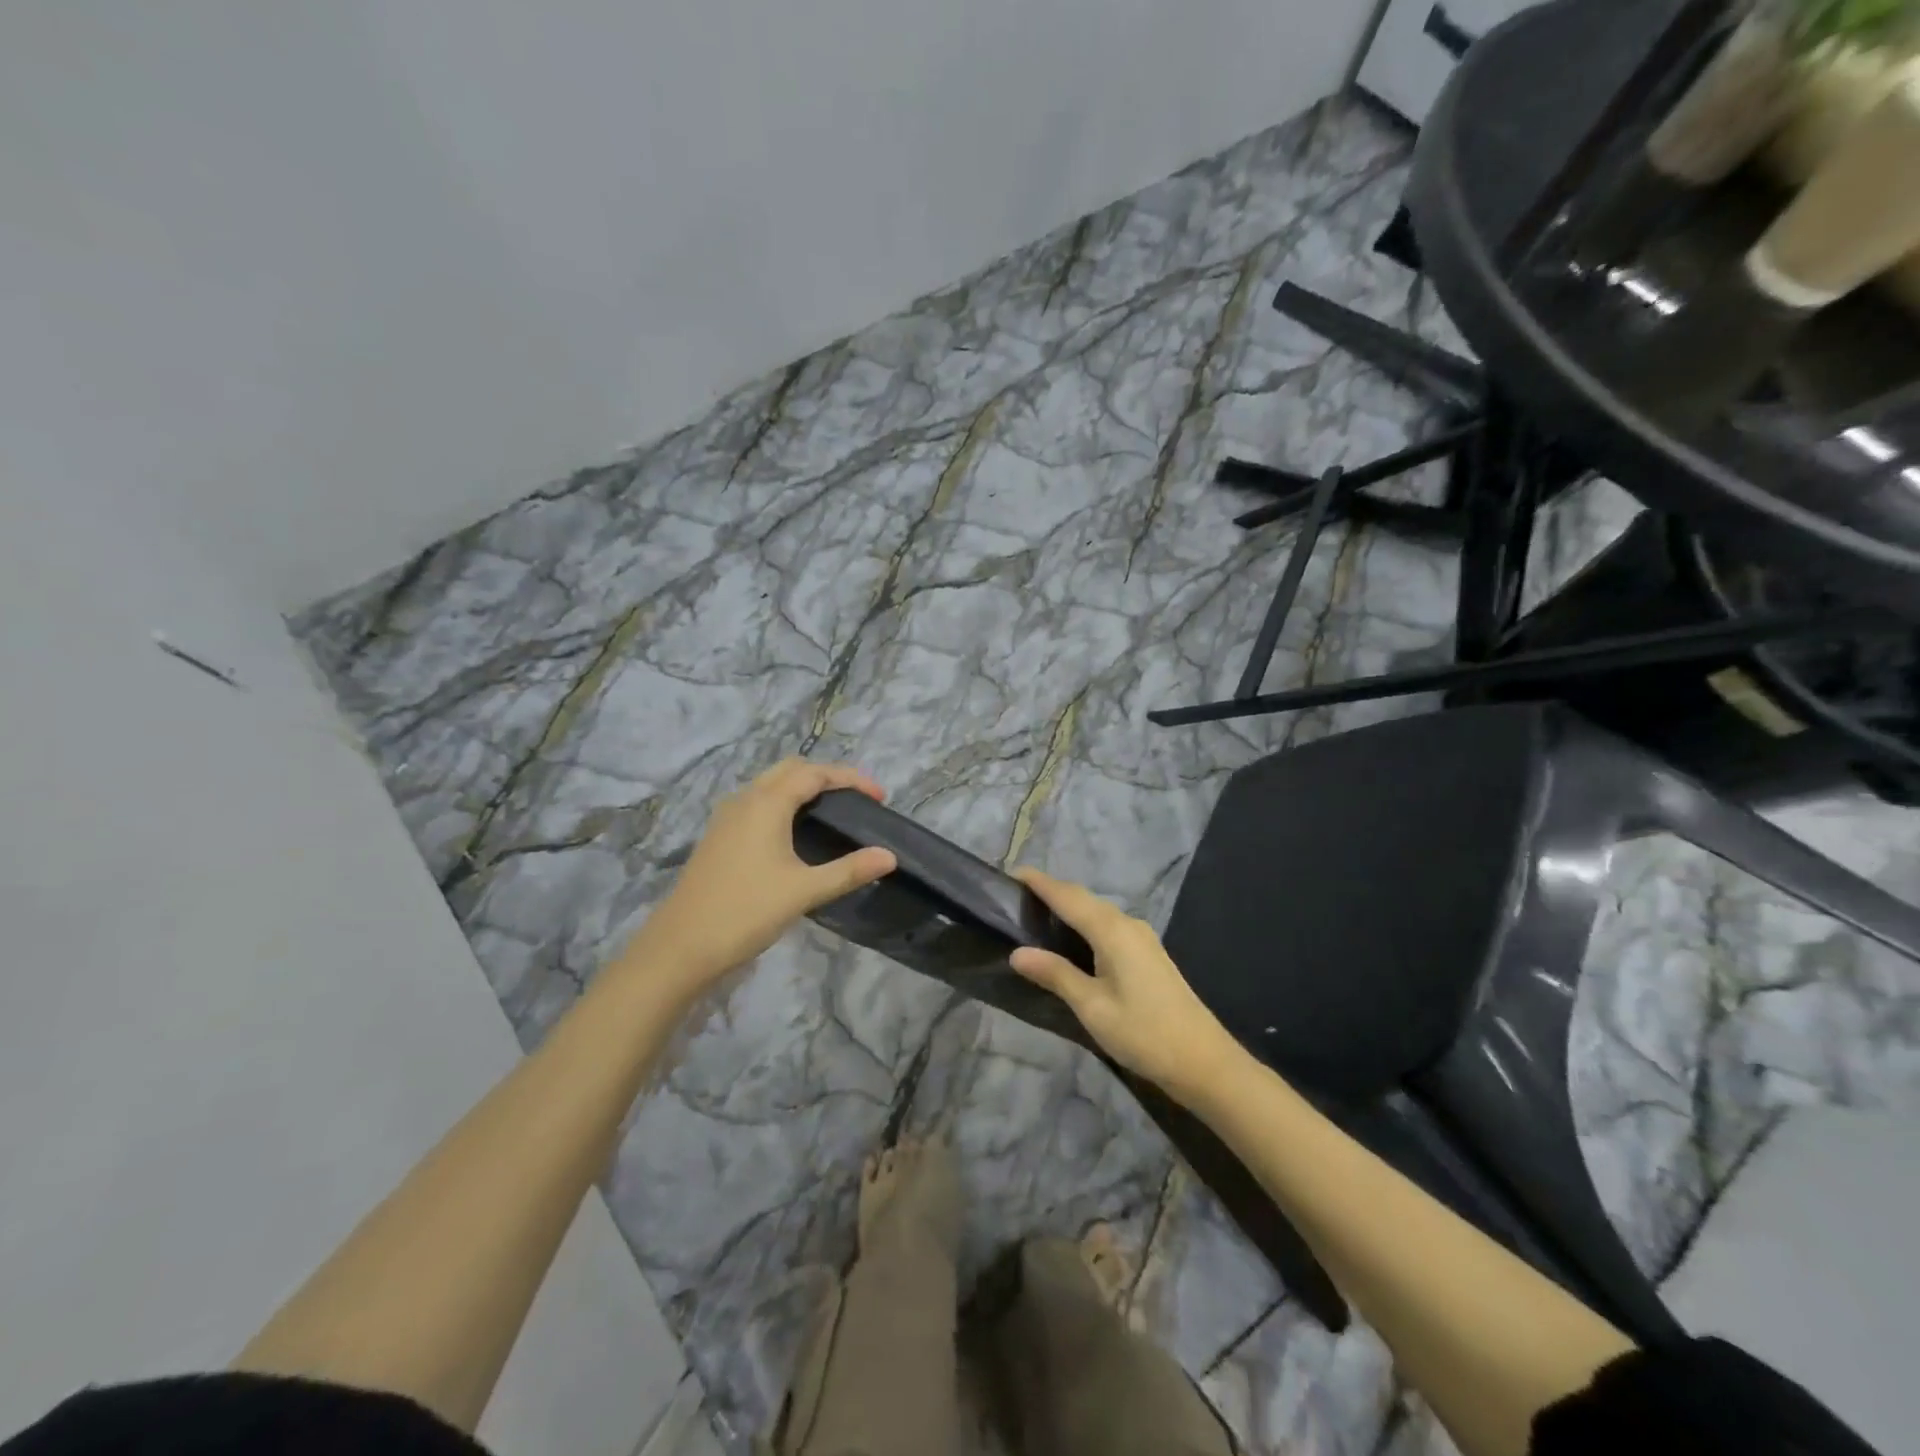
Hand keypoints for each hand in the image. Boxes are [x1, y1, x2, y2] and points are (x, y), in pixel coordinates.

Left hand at [621, 760, 897, 997]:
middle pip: (791, 769)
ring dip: (802, 787)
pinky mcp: (718, 836)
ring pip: (770, 784)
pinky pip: (756, 802)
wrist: (680, 946)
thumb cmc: (746, 912)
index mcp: (766, 803)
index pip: (815, 773)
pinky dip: (783, 802)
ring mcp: (726, 817)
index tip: (880, 797)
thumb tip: (889, 856)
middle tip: (856, 800)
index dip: (851, 779)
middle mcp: (744, 800)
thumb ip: (849, 870)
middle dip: (827, 776)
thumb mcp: (804, 891)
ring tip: (831, 811)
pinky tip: (794, 832)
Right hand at [1010, 868, 1244, 1105]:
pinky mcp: (1148, 954)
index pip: (1067, 896)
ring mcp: (1142, 938)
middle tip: (1016, 898)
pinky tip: (1071, 941)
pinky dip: (1084, 924)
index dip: (1039, 882)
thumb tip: (1017, 953)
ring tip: (1036, 915)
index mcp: (1112, 931)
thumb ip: (1056, 974)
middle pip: (1083, 899)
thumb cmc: (1143, 1033)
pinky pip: (1108, 926)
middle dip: (1051, 892)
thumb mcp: (1092, 1007)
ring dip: (1068, 908)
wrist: (1204, 1061)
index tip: (1011, 872)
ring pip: (1097, 912)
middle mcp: (1127, 925)